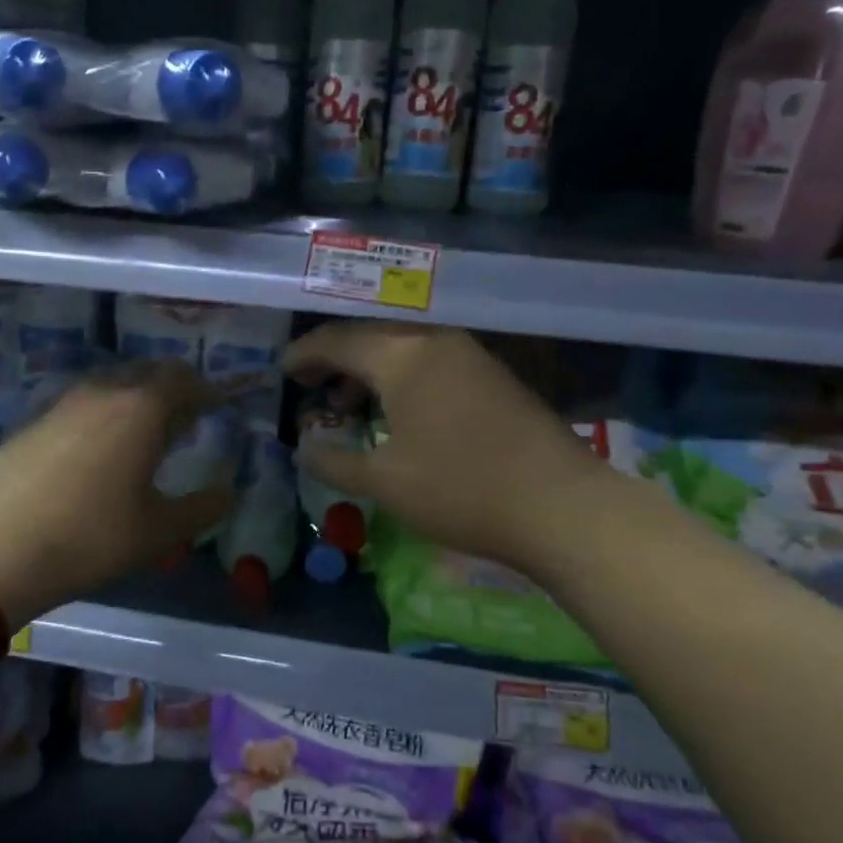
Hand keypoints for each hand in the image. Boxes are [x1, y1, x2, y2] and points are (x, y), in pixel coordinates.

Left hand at [0, 362, 237, 621]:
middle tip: (181, 420)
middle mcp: (102, 392)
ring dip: (131, 398)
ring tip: (138, 433)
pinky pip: (76, 404)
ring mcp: (60, 404)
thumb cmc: (92, 539)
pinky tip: (90, 450)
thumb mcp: (160, 532)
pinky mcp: (29, 422)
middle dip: (170, 388)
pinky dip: (96, 414)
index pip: (184, 379)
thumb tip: (227, 492)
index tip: (216, 408)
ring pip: (107, 383)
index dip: (205, 391)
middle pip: (145, 371)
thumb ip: (203, 507)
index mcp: (141, 409)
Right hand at [282, 322, 600, 570]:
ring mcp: (469, 355)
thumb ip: (334, 461)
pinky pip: (430, 361)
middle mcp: (435, 341)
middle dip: (334, 358)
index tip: (282, 372)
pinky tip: (397, 413)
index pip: (338, 341)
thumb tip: (303, 449)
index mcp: (402, 355)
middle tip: (309, 385)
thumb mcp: (384, 482)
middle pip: (370, 336)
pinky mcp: (493, 376)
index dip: (304, 354)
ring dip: (368, 369)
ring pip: (402, 347)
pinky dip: (400, 377)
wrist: (560, 506)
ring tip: (347, 405)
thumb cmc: (460, 489)